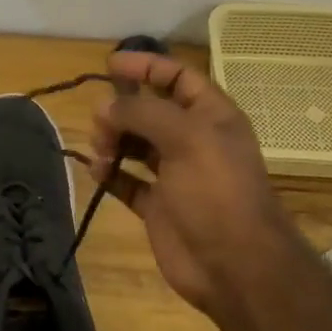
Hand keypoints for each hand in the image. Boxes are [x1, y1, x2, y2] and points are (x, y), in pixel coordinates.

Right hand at [90, 52, 299, 315]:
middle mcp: (194, 141)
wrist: (235, 265)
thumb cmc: (216, 192)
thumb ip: (143, 113)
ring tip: (101, 151)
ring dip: (114, 140)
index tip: (110, 64)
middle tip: (101, 121)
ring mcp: (175, 175)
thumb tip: (105, 105)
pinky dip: (111, 174)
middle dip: (123, 109)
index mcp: (211, 116)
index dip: (146, 66)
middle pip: (151, 110)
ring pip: (136, 144)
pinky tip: (97, 172)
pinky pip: (128, 181)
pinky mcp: (158, 206)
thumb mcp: (186, 138)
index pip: (178, 77)